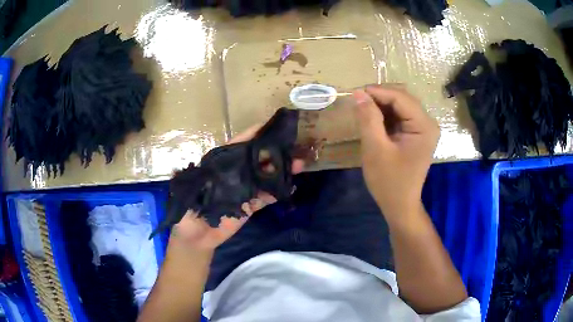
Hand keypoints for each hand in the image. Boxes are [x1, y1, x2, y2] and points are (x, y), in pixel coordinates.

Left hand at [169, 124, 304, 250]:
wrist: (196, 237)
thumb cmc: (188, 211)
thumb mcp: (193, 189)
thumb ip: (208, 175)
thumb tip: (227, 164)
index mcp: (220, 165)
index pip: (238, 145)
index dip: (254, 134)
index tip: (271, 126)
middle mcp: (234, 173)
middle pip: (257, 159)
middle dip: (275, 152)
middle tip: (294, 146)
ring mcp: (244, 189)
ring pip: (265, 176)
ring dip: (281, 170)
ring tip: (298, 164)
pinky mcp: (250, 206)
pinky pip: (267, 197)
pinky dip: (279, 191)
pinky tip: (291, 186)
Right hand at [353, 85, 438, 217]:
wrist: (399, 204)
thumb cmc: (389, 181)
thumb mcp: (375, 149)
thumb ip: (368, 119)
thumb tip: (358, 93)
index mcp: (424, 125)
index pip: (400, 97)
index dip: (377, 92)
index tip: (354, 93)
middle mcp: (428, 122)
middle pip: (402, 98)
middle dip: (379, 97)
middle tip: (357, 101)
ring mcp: (423, 128)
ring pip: (400, 104)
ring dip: (381, 105)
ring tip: (362, 110)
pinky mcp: (416, 133)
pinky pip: (399, 115)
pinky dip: (385, 114)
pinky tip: (373, 120)